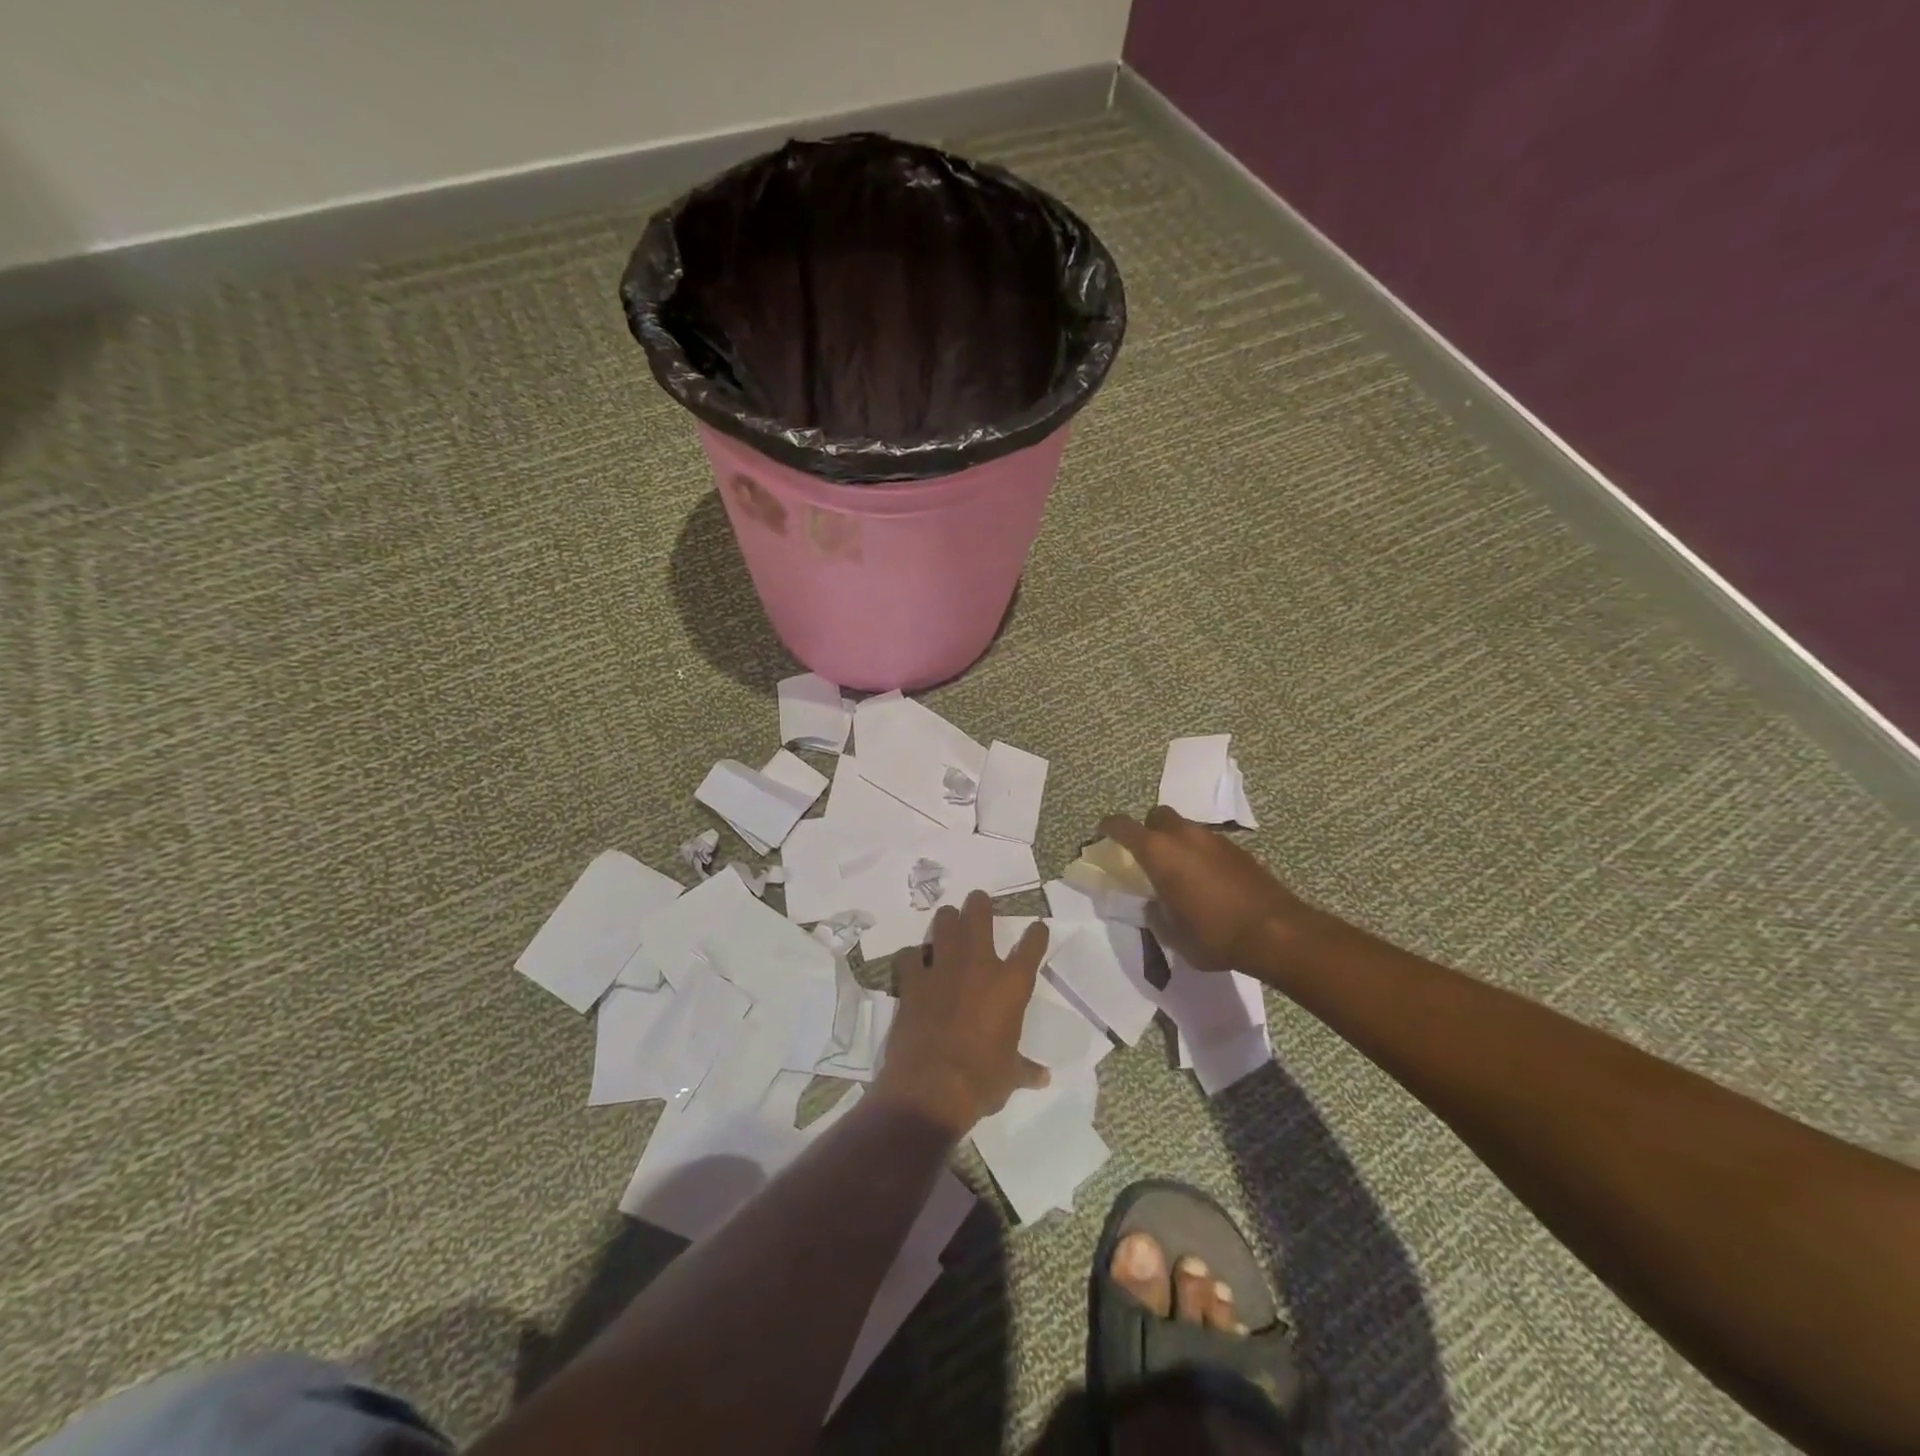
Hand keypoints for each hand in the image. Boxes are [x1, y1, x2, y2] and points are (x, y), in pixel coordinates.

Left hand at [876, 891, 1049, 1136]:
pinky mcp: (913, 980)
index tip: (1038, 927)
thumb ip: (1025, 1069)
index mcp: (1011, 985)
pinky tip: (913, 961)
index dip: (1036, 934)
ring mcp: (943, 969)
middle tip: (978, 900)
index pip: (1031, 947)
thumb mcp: (1010, 1076)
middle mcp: (979, 966)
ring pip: (944, 925)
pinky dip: (912, 956)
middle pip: (980, 917)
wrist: (933, 1087)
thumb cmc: (982, 1081)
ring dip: (947, 920)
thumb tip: (1044, 1077)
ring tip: (948, 918)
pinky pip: (909, 955)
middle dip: (980, 904)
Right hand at [1098, 806, 1313, 972]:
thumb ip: (1156, 913)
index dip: (1109, 827)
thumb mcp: (1172, 934)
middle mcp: (1184, 836)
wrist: (1276, 933)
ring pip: (1185, 828)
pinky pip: (1208, 843)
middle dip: (1148, 829)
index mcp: (1159, 852)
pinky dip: (1200, 854)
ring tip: (1179, 872)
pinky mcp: (1239, 850)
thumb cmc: (1213, 935)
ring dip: (1177, 842)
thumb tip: (1154, 903)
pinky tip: (1207, 882)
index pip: (1123, 827)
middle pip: (1157, 816)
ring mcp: (1214, 840)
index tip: (1103, 831)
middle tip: (1147, 854)